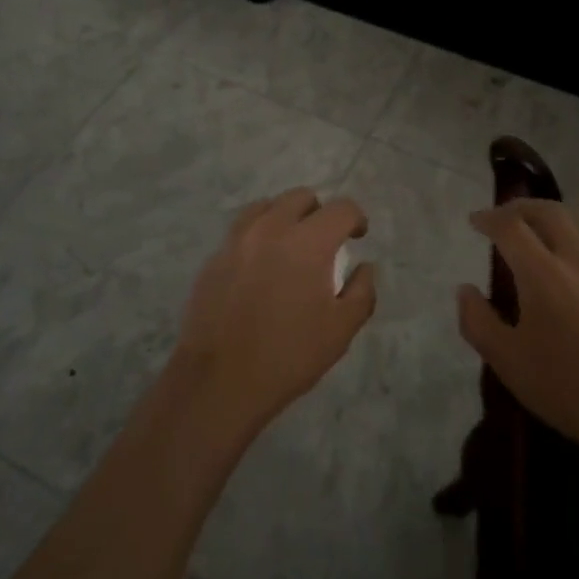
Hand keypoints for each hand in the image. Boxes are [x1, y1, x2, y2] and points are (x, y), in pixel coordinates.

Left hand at [172, 188, 377, 438]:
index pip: (340, 208)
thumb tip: (364, 268)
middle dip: (319, 213)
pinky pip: (241, 230)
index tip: (357, 236)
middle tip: (324, 241)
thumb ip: (361, 292)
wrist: (219, 381)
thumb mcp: (340, 331)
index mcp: (308, 242)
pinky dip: (257, 236)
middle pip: (300, 197)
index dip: (356, 219)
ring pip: (266, 207)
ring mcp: (237, 240)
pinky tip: (259, 266)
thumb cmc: (288, 356)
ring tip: (289, 246)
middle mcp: (271, 228)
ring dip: (285, 217)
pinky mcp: (214, 257)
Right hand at [457, 200, 578, 460]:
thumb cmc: (568, 389)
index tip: (474, 221)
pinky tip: (577, 254)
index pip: (511, 227)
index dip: (489, 218)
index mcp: (543, 274)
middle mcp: (578, 260)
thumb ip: (478, 321)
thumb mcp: (507, 362)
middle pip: (549, 212)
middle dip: (520, 207)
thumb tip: (465, 290)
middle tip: (502, 218)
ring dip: (553, 215)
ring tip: (539, 229)